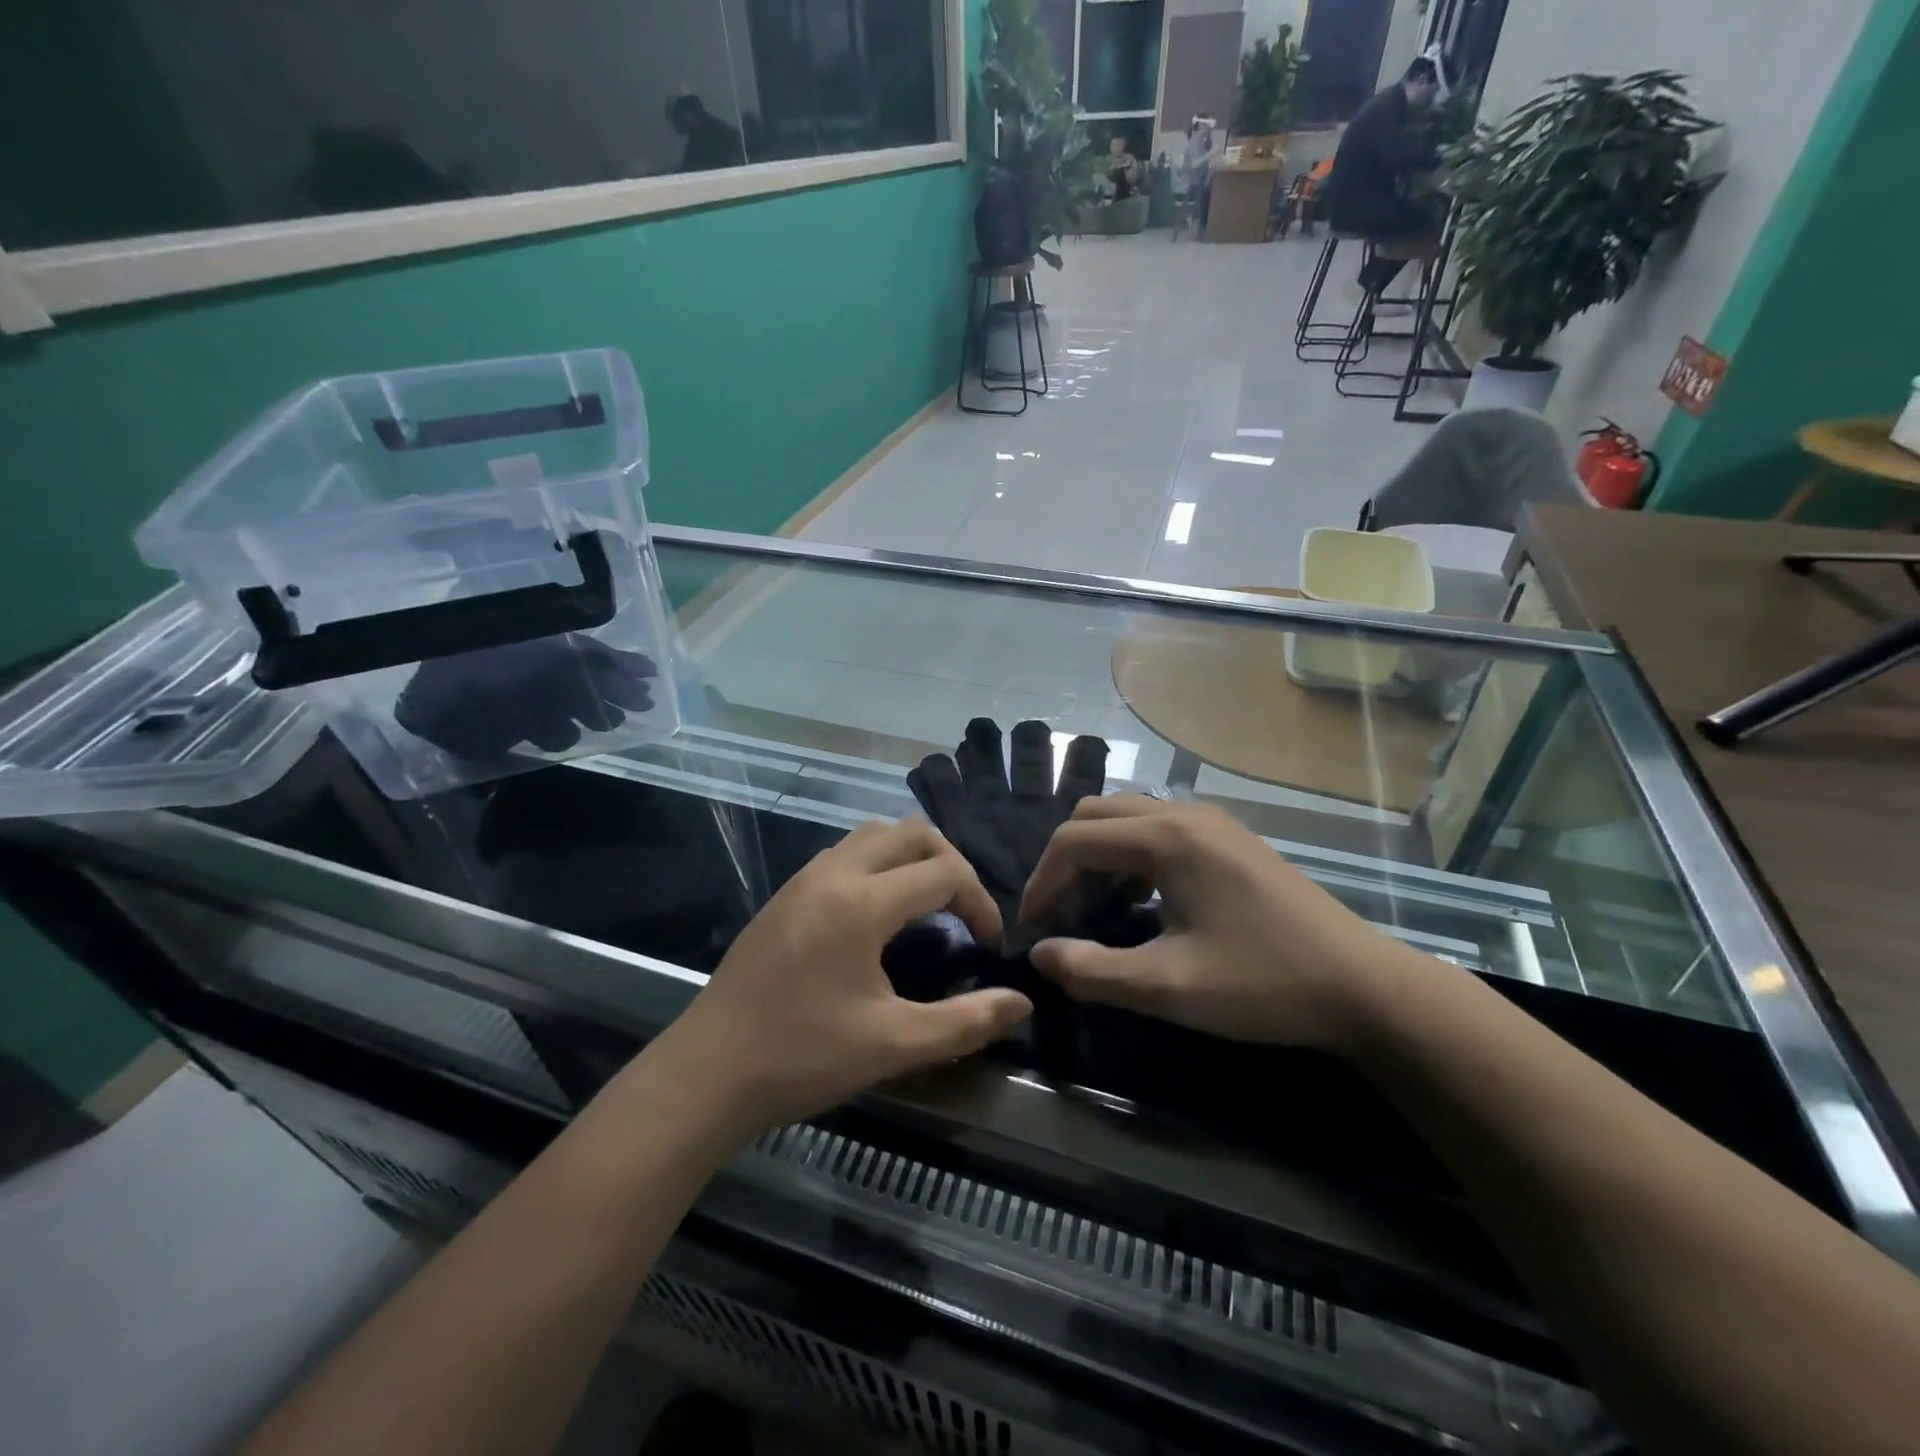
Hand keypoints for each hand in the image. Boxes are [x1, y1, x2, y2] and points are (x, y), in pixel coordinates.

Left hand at [648, 819, 1033, 1136]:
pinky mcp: (784, 895)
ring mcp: (803, 879)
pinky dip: (877, 865)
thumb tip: (1024, 1004)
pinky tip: (878, 916)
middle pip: (911, 832)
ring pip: (873, 835)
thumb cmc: (803, 1057)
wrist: (707, 1072)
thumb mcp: (894, 1045)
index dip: (981, 902)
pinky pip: (844, 854)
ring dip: (911, 857)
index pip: (944, 872)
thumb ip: (966, 1021)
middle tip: (965, 911)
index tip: (989, 944)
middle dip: (950, 862)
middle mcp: (833, 873)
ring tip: (927, 905)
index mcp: (862, 902)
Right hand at [1021, 796, 1437, 1051]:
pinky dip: (1131, 854)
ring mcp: (1213, 822)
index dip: (1041, 882)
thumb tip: (1039, 955)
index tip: (1033, 929)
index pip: (1074, 841)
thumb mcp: (1168, 987)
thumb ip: (1092, 971)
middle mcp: (1185, 814)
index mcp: (1167, 837)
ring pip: (1127, 816)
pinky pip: (1159, 828)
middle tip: (1061, 913)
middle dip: (1066, 861)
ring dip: (1098, 855)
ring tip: (1095, 908)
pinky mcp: (1231, 839)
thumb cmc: (1263, 983)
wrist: (1364, 987)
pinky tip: (1143, 899)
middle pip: (1096, 815)